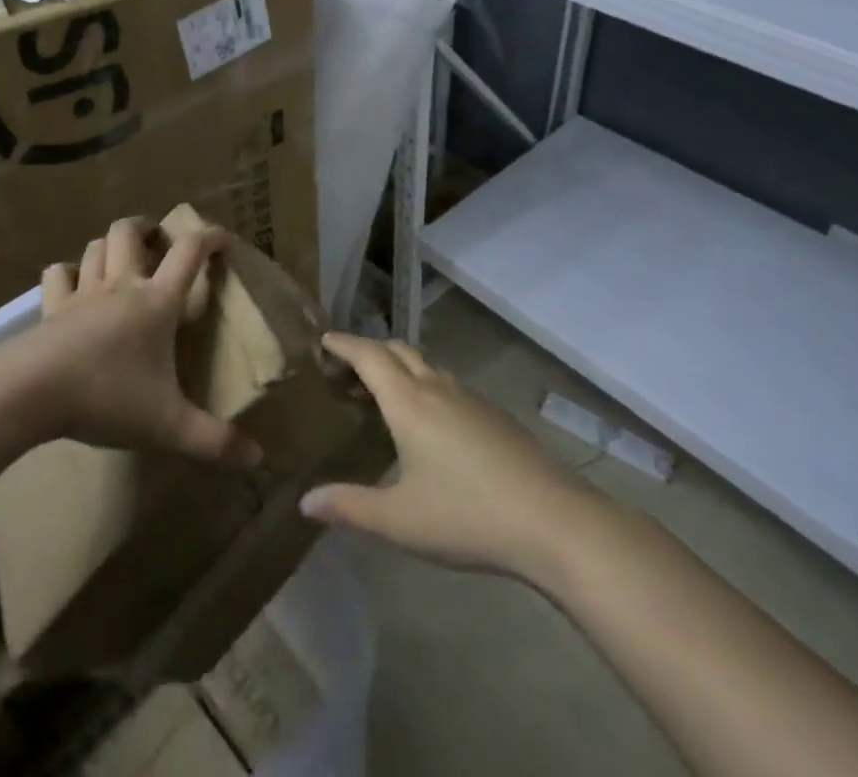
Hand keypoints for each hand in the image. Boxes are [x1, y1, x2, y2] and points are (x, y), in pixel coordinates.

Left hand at [30, 215, 260, 469]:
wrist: (31, 393)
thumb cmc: (107, 396)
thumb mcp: (167, 425)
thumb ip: (213, 441)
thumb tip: (258, 459)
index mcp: (156, 302)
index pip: (189, 253)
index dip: (209, 237)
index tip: (222, 239)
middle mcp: (121, 286)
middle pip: (129, 232)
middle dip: (146, 228)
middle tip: (157, 241)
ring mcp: (82, 294)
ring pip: (95, 247)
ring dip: (109, 246)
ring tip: (119, 258)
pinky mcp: (50, 309)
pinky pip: (56, 276)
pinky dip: (66, 273)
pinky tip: (72, 284)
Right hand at [300, 333, 595, 581]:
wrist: (551, 519)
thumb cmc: (466, 516)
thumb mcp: (399, 520)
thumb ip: (350, 507)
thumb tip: (305, 501)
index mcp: (408, 402)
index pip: (368, 356)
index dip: (344, 344)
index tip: (324, 339)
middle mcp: (437, 388)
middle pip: (398, 351)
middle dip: (370, 350)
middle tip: (348, 366)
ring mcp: (470, 398)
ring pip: (427, 366)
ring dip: (400, 367)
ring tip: (385, 391)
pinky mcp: (495, 415)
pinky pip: (449, 386)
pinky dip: (427, 386)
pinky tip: (432, 421)